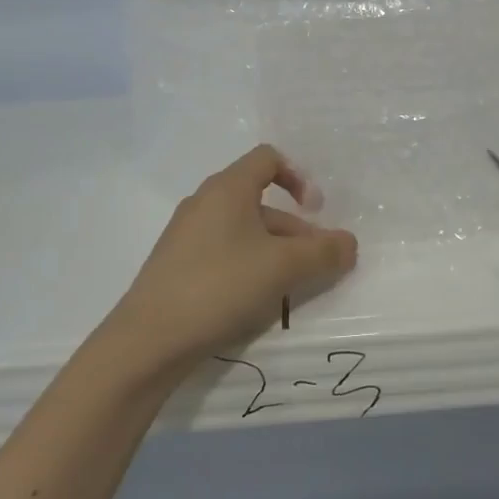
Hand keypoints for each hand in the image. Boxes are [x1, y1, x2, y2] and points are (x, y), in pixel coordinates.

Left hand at [109, 145, 358, 370]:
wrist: (148, 340)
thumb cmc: (221, 286)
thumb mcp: (283, 268)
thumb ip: (324, 252)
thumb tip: (350, 243)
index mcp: (228, 188)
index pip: (268, 159)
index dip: (298, 177)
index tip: (315, 211)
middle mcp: (205, 202)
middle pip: (261, 202)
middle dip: (295, 231)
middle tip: (316, 266)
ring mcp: (186, 235)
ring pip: (244, 232)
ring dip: (274, 253)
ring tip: (291, 290)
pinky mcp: (177, 265)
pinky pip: (224, 253)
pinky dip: (249, 267)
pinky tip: (256, 301)